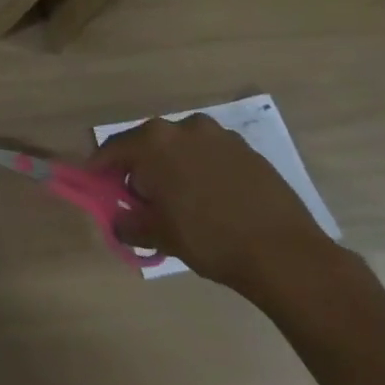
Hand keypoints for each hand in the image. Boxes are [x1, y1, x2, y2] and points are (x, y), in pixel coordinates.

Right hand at [90, 113, 343, 298]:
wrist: (288, 256)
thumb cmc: (211, 240)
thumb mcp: (159, 235)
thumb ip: (128, 223)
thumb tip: (118, 221)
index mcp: (154, 141)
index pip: (113, 150)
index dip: (100, 168)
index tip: (96, 185)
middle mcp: (183, 127)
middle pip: (148, 144)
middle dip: (140, 167)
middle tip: (141, 198)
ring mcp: (219, 136)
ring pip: (181, 148)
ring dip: (173, 166)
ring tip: (180, 199)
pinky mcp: (248, 151)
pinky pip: (211, 155)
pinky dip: (203, 170)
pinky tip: (212, 199)